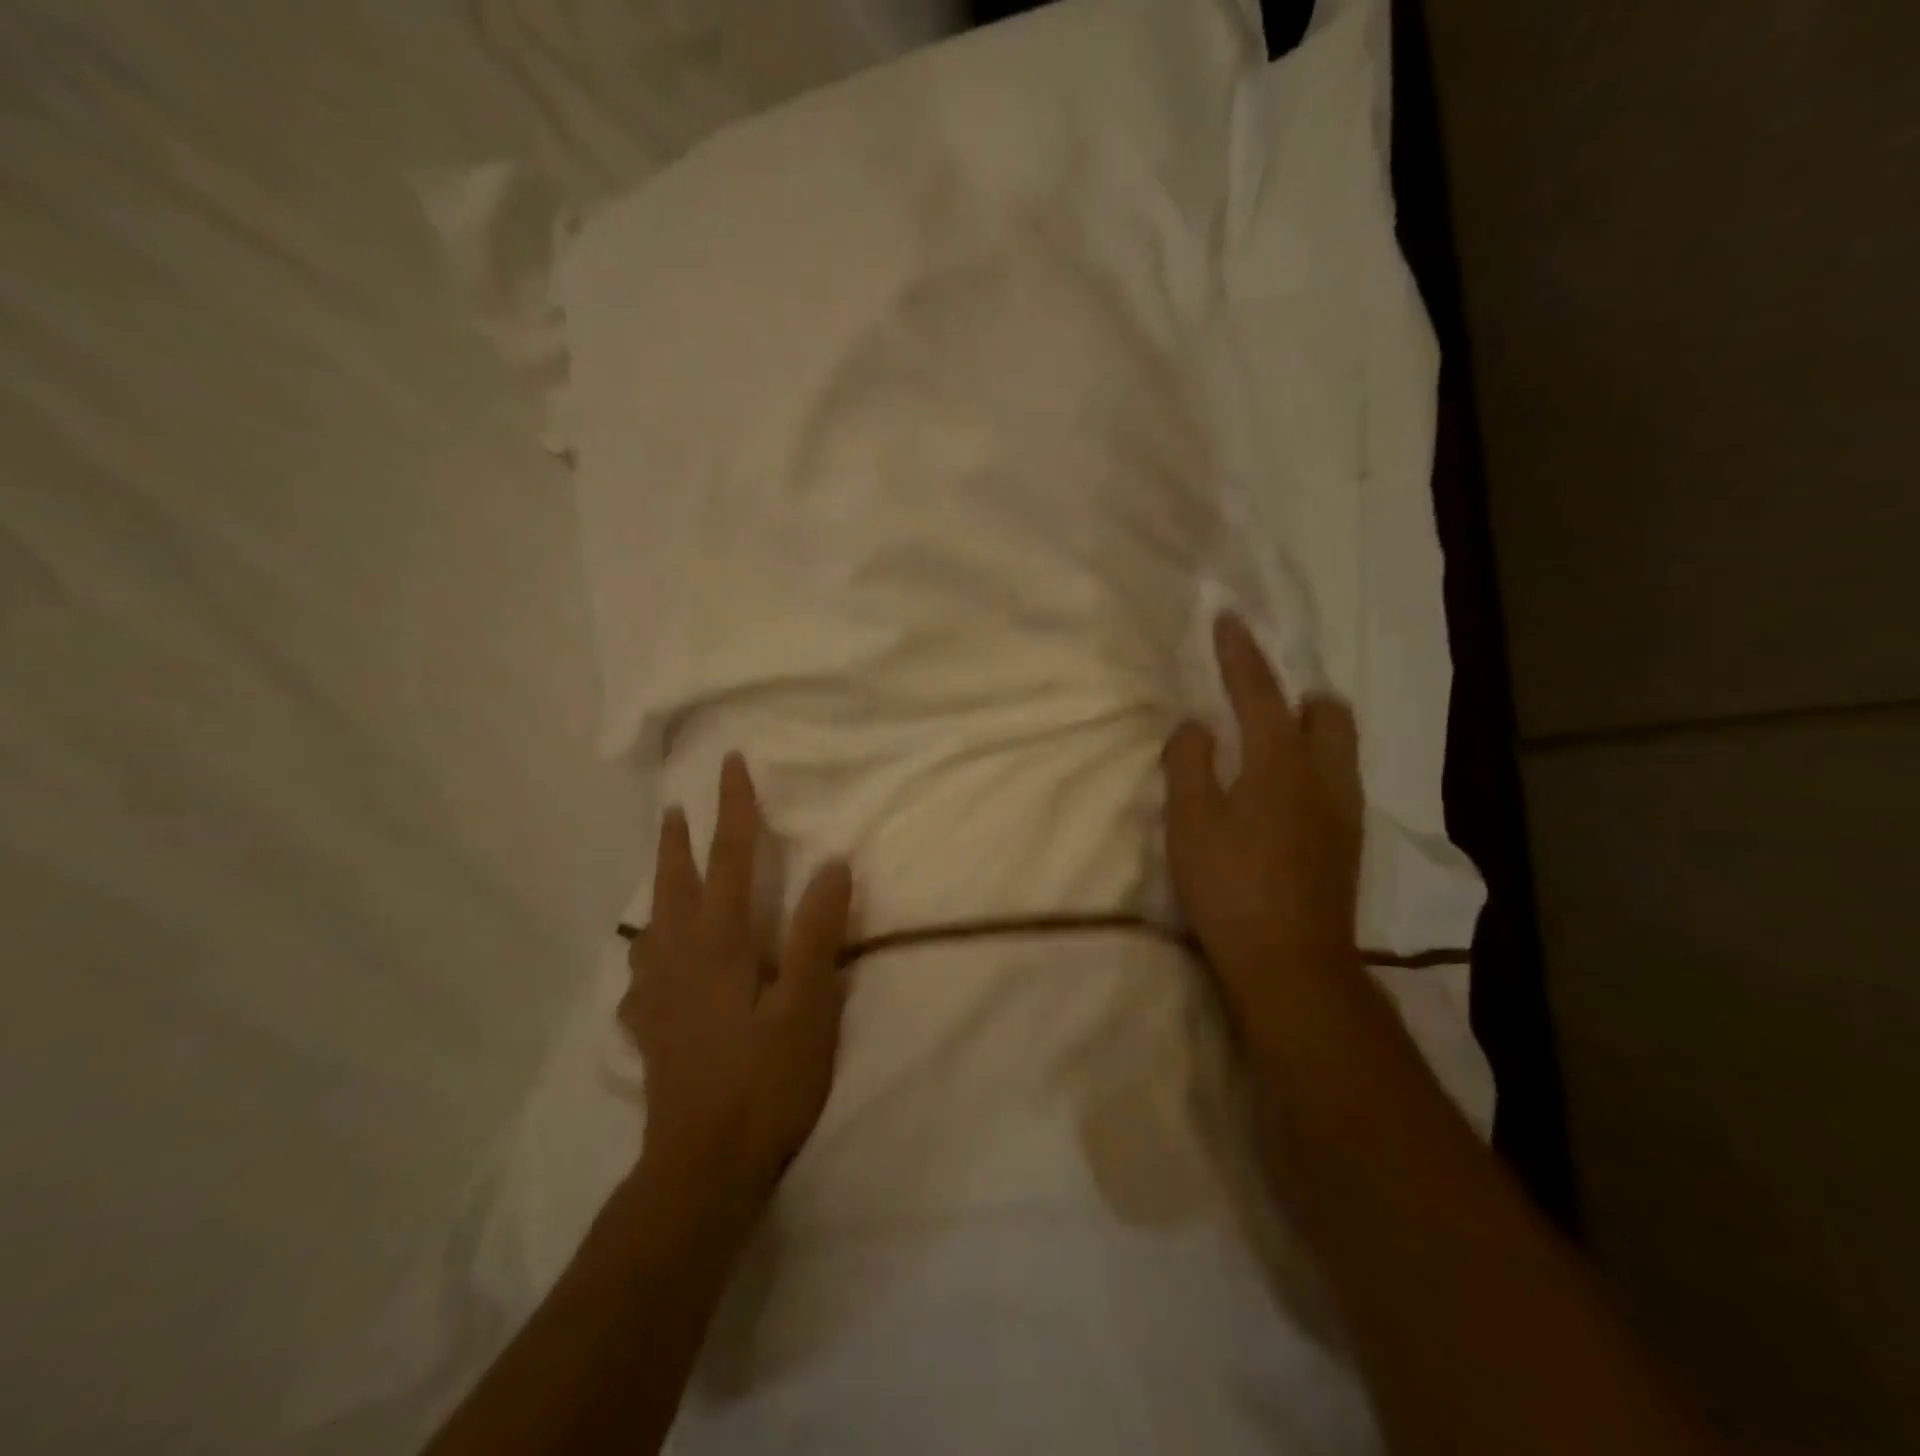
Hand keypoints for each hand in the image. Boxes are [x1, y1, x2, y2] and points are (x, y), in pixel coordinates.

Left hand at [620, 753, 853, 1213]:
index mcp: (719, 942)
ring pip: (652, 924)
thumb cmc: (766, 1082)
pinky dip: (646, 953)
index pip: (728, 858)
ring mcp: (659, 996)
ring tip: (663, 869)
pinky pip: (642, 976)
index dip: (733, 808)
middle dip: (678, 840)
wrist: (703, 1168)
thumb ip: (818, 932)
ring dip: (658, 886)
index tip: (731, 764)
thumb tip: (833, 865)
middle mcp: (679, 957)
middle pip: (674, 883)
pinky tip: (647, 966)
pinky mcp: (653, 1031)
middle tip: (675, 805)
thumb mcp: (808, 1005)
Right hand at [1163, 614, 1363, 1036]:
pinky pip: (1337, 782)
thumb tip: (1196, 726)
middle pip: (1328, 713)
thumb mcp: (1190, 821)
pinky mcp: (1347, 845)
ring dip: (1310, 733)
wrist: (1290, 965)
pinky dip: (1313, 770)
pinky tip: (1283, 802)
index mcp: (1280, 762)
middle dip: (1298, 696)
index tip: (1229, 619)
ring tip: (1269, 753)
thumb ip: (1189, 763)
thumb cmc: (1230, 887)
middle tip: (1260, 707)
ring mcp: (1344, 812)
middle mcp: (1324, 777)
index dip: (1241, 653)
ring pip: (1340, 749)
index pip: (1259, 692)